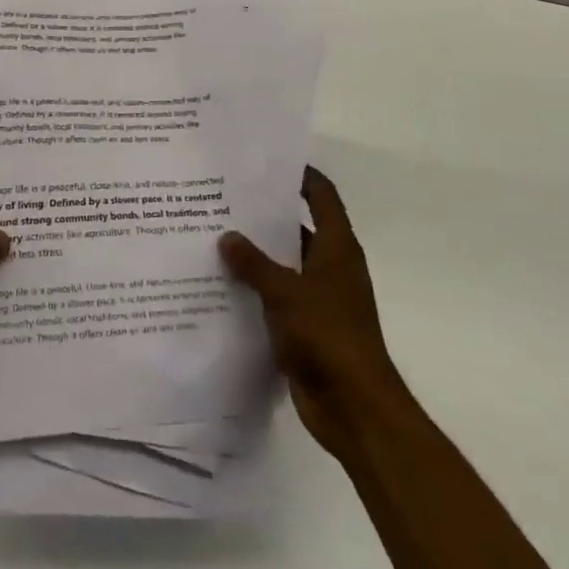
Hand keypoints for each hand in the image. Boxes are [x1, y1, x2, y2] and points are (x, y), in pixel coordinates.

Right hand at [219, 166, 400, 464]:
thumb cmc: (327, 336)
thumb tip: (227, 236)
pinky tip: (221, 284)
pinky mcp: (306, 327)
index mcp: (337, 248)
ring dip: (256, 254)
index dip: (301, 175)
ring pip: (284, 264)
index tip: (267, 161)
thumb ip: (254, 263)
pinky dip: (255, 289)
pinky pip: (277, 297)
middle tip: (223, 198)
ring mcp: (320, 299)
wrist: (355, 408)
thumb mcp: (285, 292)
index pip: (322, 196)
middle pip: (298, 228)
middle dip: (265, 215)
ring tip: (213, 236)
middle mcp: (331, 267)